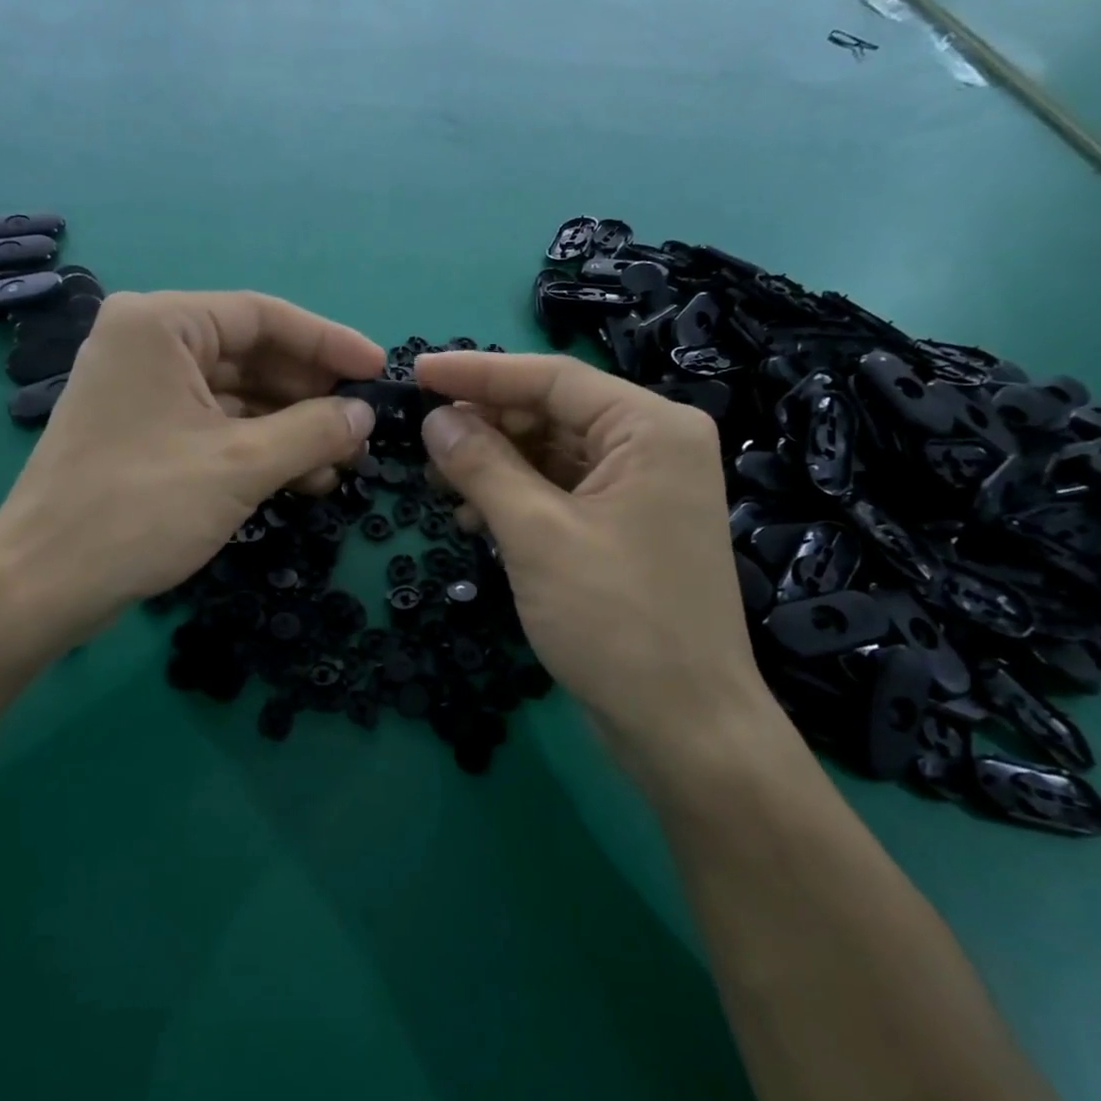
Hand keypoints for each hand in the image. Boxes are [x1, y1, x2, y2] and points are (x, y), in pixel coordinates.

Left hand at [0, 292, 381, 641]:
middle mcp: (147, 343)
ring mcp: (142, 389)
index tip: (379, 370)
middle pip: (250, 353)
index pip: (263, 316)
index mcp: (161, 324)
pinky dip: (258, 447)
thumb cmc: (141, 508)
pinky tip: (302, 478)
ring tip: (341, 463)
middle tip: (362, 425)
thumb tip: (364, 415)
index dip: (329, 342)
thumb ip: (313, 431)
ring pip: (236, 394)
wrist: (45, 584)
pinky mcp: (143, 432)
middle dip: (310, 392)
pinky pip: (215, 424)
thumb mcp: (241, 465)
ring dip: (290, 426)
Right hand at [410, 351, 775, 767]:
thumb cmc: (615, 620)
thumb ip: (482, 466)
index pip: (552, 379)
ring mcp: (641, 490)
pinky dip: (516, 498)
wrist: (683, 727)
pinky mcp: (625, 528)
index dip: (478, 373)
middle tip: (423, 440)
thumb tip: (434, 419)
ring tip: (440, 484)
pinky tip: (475, 519)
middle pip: (552, 413)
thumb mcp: (537, 535)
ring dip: (494, 465)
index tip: (417, 373)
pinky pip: (560, 492)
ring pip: (551, 454)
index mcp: (651, 428)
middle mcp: (653, 446)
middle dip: (486, 426)